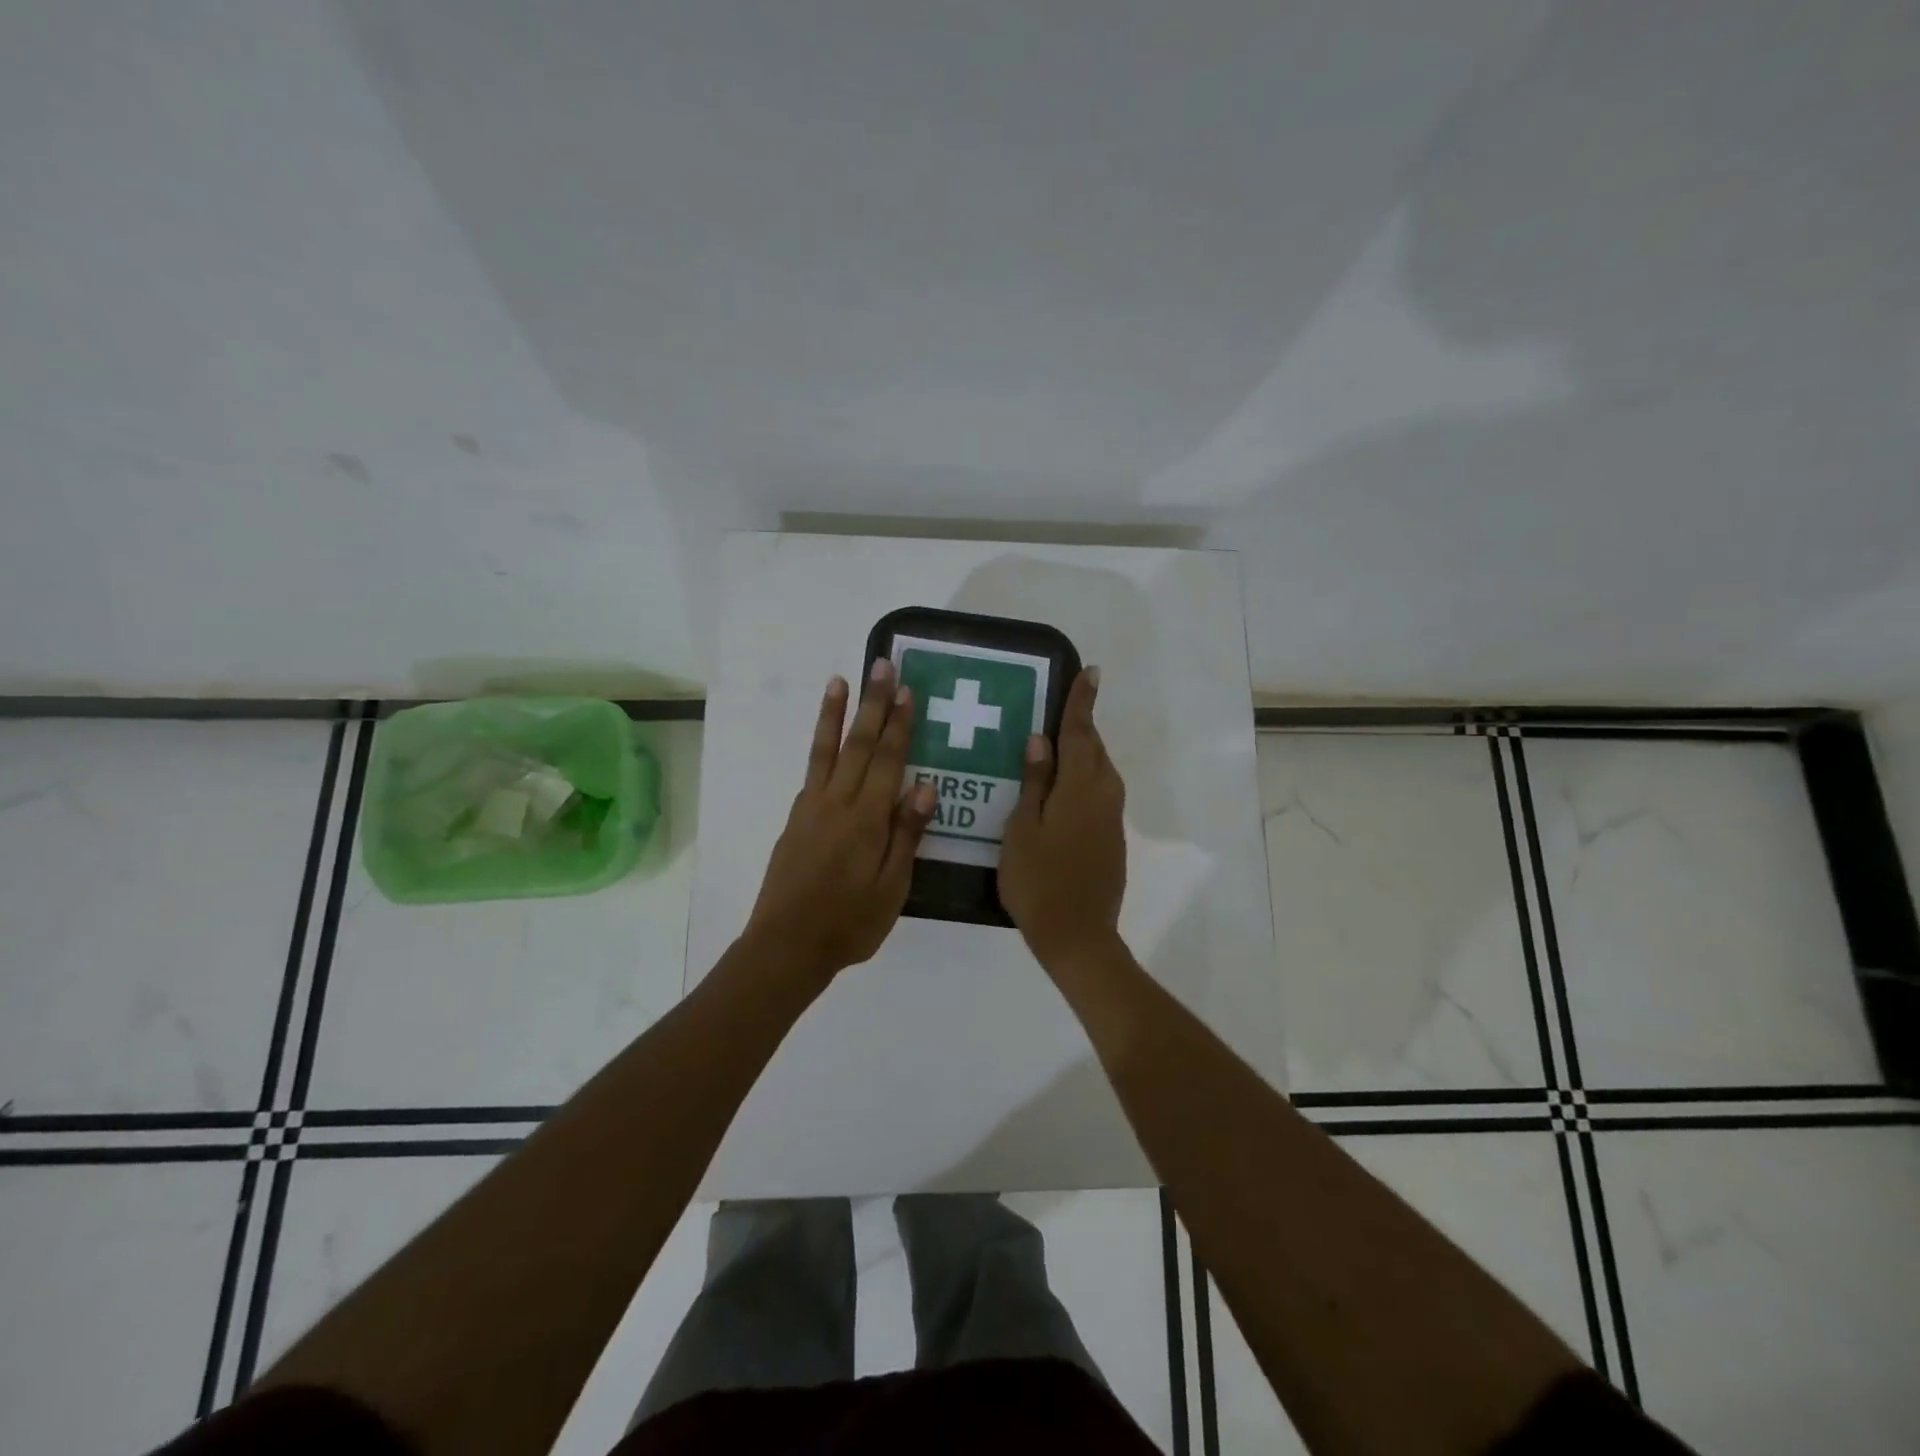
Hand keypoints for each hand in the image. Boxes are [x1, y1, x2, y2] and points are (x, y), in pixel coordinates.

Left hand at [744, 660, 936, 982]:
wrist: (786, 946)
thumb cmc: (849, 923)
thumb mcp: (891, 887)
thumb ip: (906, 835)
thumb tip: (923, 786)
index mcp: (866, 819)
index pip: (888, 761)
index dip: (899, 724)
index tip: (906, 691)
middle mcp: (837, 803)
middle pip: (858, 744)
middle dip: (872, 703)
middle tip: (881, 666)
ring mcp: (811, 809)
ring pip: (826, 751)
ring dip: (835, 714)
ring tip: (839, 681)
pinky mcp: (795, 820)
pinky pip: (811, 773)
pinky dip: (818, 749)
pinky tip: (825, 741)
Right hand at [998, 667, 1126, 968]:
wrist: (1078, 936)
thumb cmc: (1039, 881)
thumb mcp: (1023, 829)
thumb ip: (1034, 782)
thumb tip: (1039, 740)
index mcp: (1081, 788)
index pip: (1081, 733)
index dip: (1082, 702)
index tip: (1091, 672)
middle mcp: (1104, 796)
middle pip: (1095, 750)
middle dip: (1082, 727)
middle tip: (1060, 709)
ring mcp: (1112, 819)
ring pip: (1100, 773)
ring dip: (1084, 753)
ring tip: (1056, 747)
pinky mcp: (1112, 839)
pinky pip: (1099, 794)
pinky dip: (1084, 780)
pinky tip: (1062, 791)